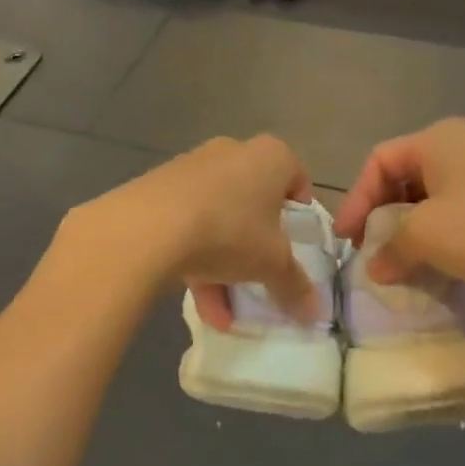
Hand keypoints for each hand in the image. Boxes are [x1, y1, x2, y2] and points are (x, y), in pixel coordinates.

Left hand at [70, 135, 315, 328]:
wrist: (149, 226)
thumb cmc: (230, 231)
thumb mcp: (271, 264)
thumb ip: (295, 286)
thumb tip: (315, 312)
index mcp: (270, 157)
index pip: (296, 176)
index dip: (299, 210)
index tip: (295, 242)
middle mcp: (233, 152)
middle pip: (254, 200)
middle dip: (257, 243)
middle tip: (261, 274)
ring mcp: (193, 167)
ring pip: (219, 217)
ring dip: (225, 263)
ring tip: (225, 311)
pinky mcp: (160, 188)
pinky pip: (189, 223)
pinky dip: (196, 258)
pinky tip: (198, 303)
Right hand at [332, 118, 464, 313]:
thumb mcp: (425, 235)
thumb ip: (390, 247)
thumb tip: (376, 267)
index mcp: (437, 139)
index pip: (380, 161)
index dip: (357, 199)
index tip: (347, 239)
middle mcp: (460, 149)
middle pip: (404, 179)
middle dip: (382, 217)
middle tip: (370, 252)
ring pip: (431, 202)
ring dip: (409, 234)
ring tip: (396, 266)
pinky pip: (457, 219)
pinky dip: (438, 242)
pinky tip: (431, 270)